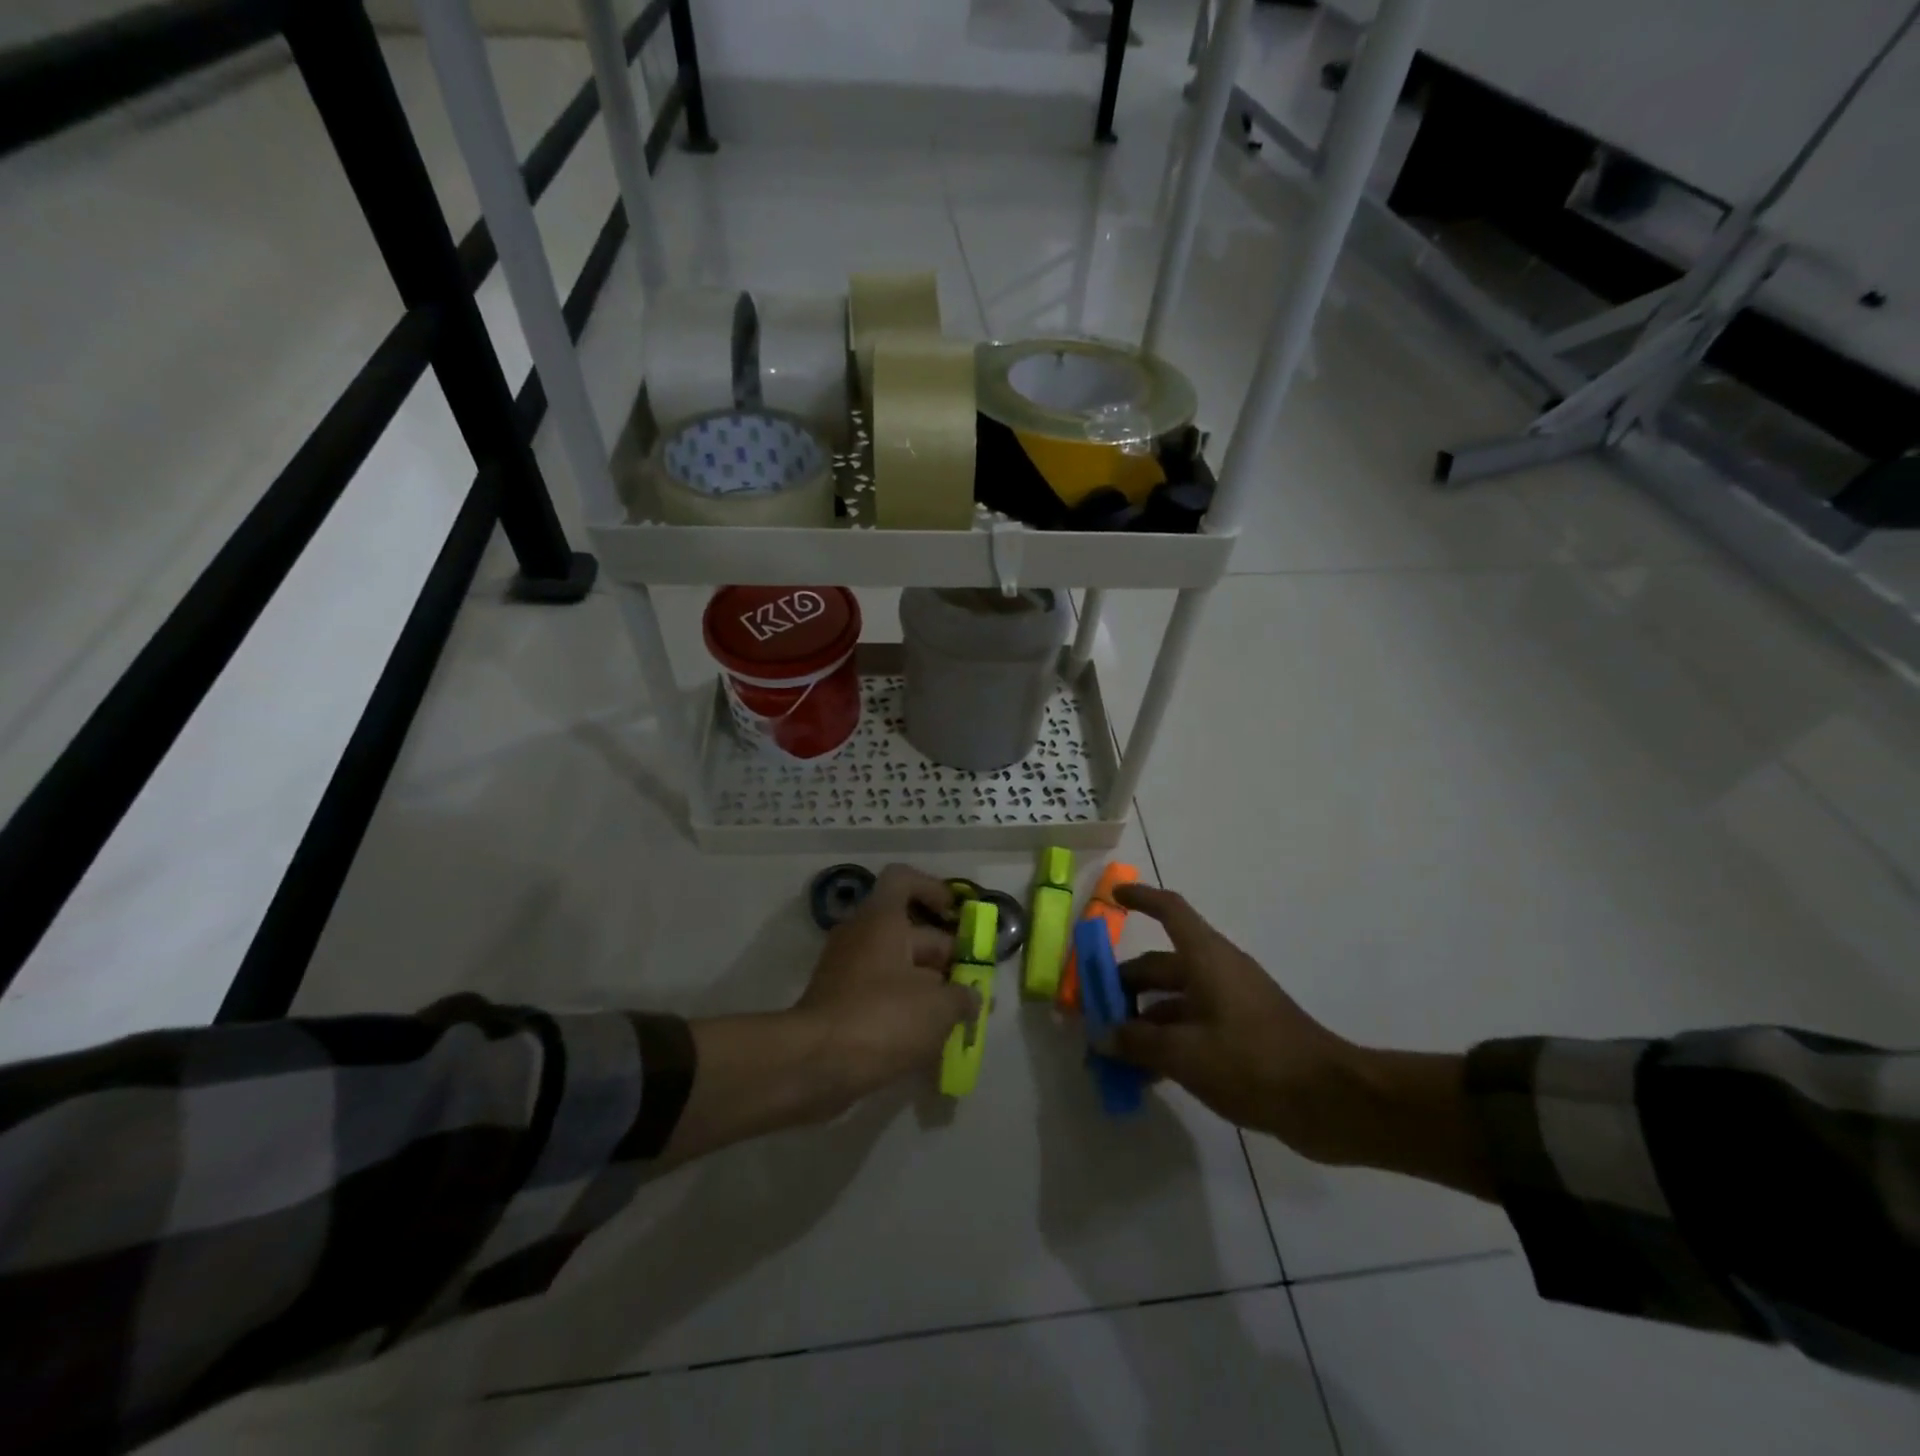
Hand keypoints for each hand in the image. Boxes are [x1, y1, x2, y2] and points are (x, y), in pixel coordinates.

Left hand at [795, 865, 979, 1102]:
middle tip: (973, 986)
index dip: (932, 889)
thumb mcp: (938, 1007)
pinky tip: (929, 1039)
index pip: (903, 879)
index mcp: (881, 919)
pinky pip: (880, 994)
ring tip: (958, 1018)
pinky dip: (905, 1009)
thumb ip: (962, 997)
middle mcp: (860, 935)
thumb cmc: (882, 1018)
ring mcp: (846, 971)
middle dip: (945, 957)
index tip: (955, 914)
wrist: (815, 1065)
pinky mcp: (839, 1004)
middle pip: (910, 931)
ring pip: (897, 966)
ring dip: (928, 987)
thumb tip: (971, 998)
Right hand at [1102, 884, 1364, 1161]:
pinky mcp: (1242, 1037)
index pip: (1170, 911)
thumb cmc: (1253, 1061)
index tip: (1113, 895)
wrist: (1330, 1102)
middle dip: (1124, 986)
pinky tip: (1147, 1075)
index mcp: (1206, 958)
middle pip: (1160, 965)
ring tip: (1113, 1052)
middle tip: (1093, 1012)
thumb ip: (1137, 1042)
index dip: (1141, 898)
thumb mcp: (1185, 1053)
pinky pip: (1192, 1028)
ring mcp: (1231, 1005)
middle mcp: (1217, 972)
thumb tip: (1101, 1035)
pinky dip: (1167, 1043)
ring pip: (1174, 1002)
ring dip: (1142, 1022)